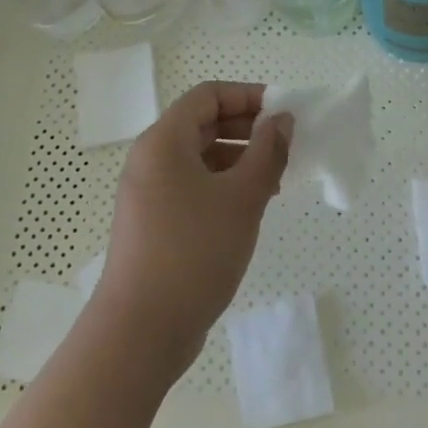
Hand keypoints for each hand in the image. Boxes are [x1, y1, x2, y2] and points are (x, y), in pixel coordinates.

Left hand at [89, 82, 291, 378]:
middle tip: (286, 146)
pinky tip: (252, 207)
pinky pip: (193, 186)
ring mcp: (149, 193)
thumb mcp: (242, 198)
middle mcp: (151, 159)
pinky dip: (224, 186)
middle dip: (248, 128)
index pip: (208, 95)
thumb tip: (281, 120)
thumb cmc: (194, 252)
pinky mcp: (154, 223)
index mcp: (164, 142)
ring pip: (200, 158)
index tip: (284, 113)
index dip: (248, 96)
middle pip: (203, 124)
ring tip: (276, 180)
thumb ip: (268, 152)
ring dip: (240, 159)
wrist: (141, 331)